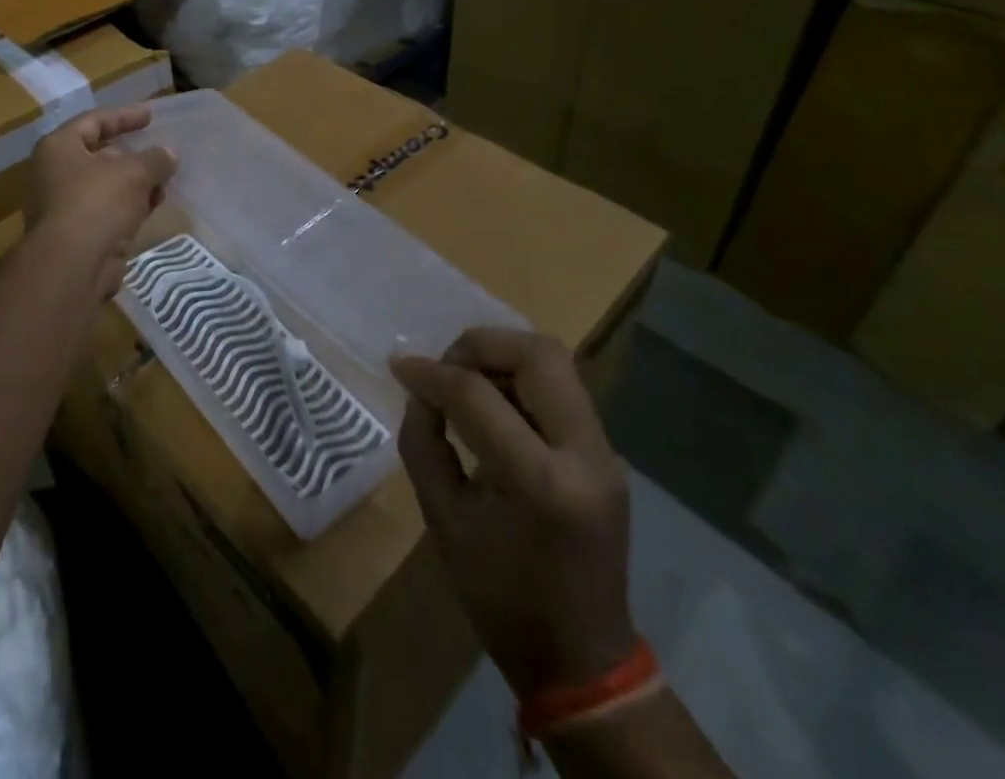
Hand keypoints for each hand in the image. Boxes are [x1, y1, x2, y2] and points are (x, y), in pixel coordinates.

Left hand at [25, 104, 176, 302]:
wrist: (72, 265)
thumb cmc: (97, 202)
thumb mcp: (133, 172)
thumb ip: (154, 159)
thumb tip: (168, 154)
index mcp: (59, 148)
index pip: (93, 121)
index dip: (124, 116)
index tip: (151, 115)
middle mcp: (56, 173)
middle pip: (99, 154)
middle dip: (133, 154)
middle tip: (161, 152)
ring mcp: (65, 205)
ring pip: (107, 185)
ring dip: (136, 182)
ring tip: (166, 180)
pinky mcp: (79, 233)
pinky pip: (109, 210)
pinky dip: (130, 206)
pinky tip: (155, 205)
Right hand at [391, 328, 634, 698]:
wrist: (581, 659)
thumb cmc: (501, 598)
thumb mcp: (443, 520)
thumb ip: (424, 443)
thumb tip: (417, 389)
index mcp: (542, 483)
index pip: (477, 395)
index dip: (430, 373)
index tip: (399, 367)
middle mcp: (585, 455)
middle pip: (538, 354)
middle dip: (480, 345)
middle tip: (444, 367)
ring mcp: (605, 453)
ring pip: (554, 362)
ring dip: (501, 357)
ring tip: (464, 381)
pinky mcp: (605, 453)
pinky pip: (560, 388)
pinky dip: (518, 378)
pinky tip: (490, 402)